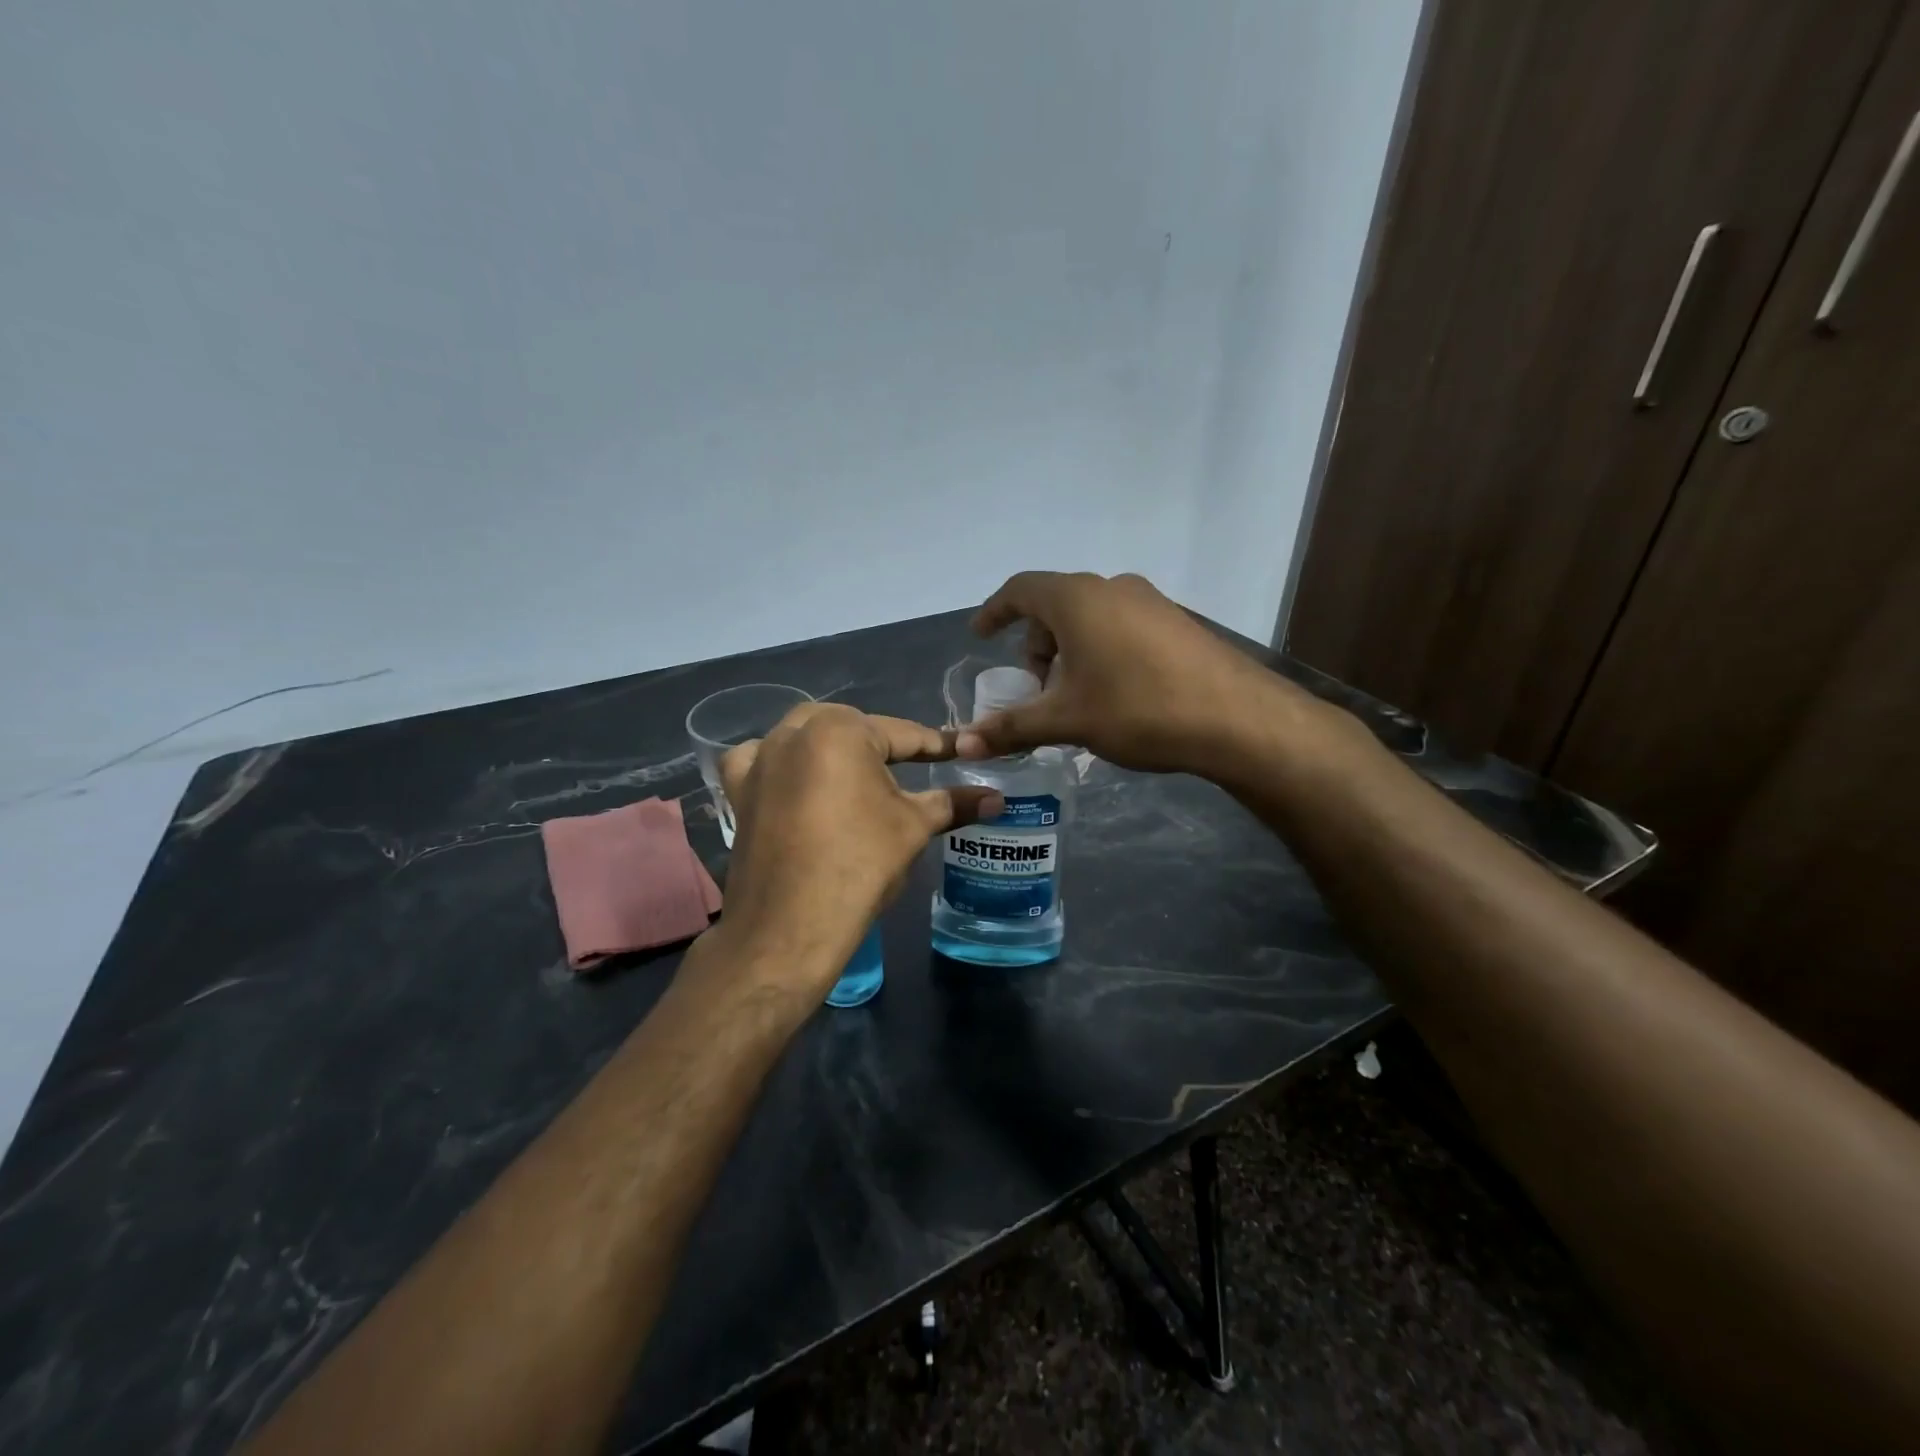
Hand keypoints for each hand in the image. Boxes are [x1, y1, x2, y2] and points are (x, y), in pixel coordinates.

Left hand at [714, 703, 1001, 994]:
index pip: (902, 734)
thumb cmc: (860, 865)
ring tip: (857, 777)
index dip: (935, 745)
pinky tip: (793, 782)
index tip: (960, 750)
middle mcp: (793, 731)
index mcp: (839, 729)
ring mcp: (759, 760)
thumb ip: (953, 803)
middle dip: (880, 745)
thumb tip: (997, 798)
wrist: (789, 926)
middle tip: (910, 769)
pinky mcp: (738, 790)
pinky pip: (760, 763)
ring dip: (833, 750)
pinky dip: (780, 766)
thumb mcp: (913, 827)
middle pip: (850, 729)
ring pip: (805, 739)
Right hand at [955, 571, 1312, 773]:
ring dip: (1070, 650)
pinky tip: (1114, 693)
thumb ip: (1011, 728)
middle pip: (1056, 605)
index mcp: (1077, 598)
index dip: (995, 611)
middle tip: (1035, 686)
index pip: (1020, 590)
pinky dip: (1101, 650)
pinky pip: (1121, 626)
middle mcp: (1112, 587)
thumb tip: (962, 745)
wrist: (1236, 718)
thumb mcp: (1067, 720)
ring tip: (1074, 696)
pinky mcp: (1176, 622)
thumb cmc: (1137, 709)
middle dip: (1036, 644)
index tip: (980, 635)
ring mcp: (1150, 602)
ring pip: (1091, 617)